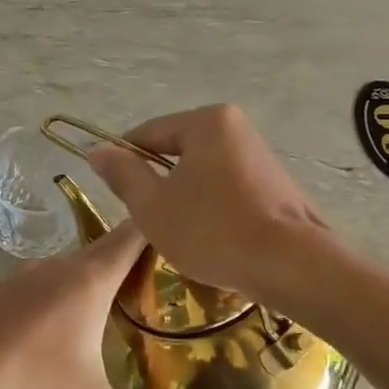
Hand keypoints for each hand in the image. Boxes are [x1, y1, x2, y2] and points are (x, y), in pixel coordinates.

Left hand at [0, 222, 181, 388]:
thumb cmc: (35, 377)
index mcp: (91, 279)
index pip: (133, 235)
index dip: (158, 225)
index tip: (179, 230)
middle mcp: (62, 265)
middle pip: (105, 247)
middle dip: (130, 256)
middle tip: (155, 275)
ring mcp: (28, 272)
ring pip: (72, 264)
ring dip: (92, 275)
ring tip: (112, 300)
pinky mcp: (4, 287)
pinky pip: (44, 278)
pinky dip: (61, 288)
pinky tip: (61, 320)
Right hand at [86, 104, 328, 301]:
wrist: (291, 265)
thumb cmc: (213, 230)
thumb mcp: (153, 205)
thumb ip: (123, 174)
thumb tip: (98, 151)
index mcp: (208, 122)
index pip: (149, 133)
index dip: (124, 159)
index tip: (111, 190)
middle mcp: (238, 129)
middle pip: (178, 151)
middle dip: (158, 183)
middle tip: (145, 219)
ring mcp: (261, 157)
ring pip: (204, 173)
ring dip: (185, 199)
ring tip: (178, 234)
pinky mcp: (276, 186)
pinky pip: (228, 190)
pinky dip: (212, 209)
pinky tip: (210, 239)